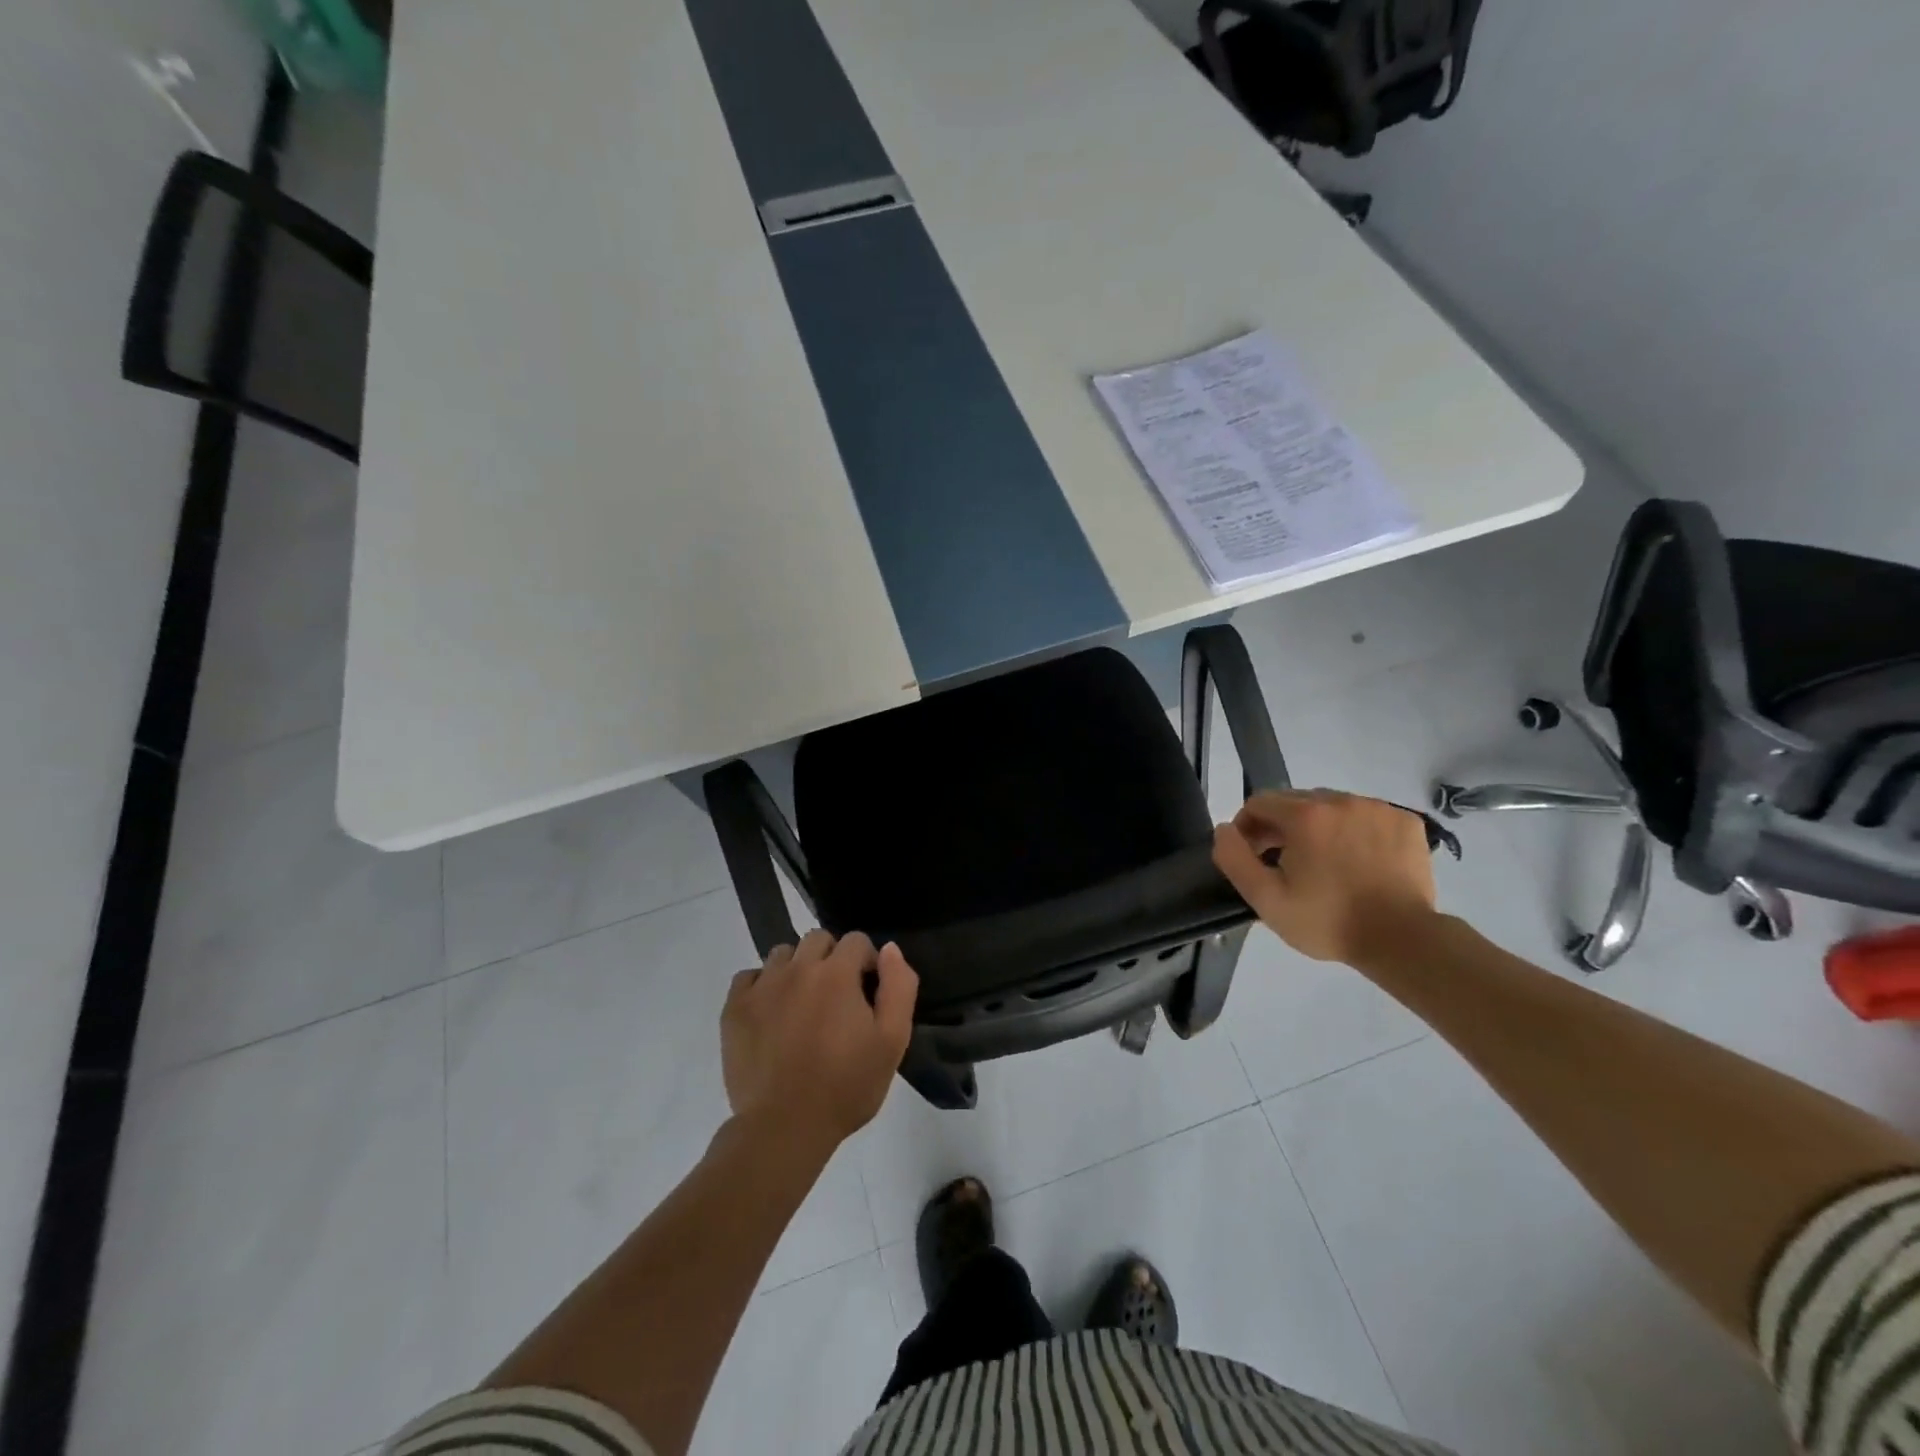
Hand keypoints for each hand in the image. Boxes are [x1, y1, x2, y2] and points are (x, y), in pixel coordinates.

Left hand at [721, 930, 917, 1153]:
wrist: (785, 1127)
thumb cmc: (846, 1086)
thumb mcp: (892, 1040)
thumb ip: (899, 987)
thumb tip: (889, 949)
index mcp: (837, 973)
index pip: (856, 940)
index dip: (867, 961)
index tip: (867, 991)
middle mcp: (798, 968)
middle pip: (817, 939)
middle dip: (831, 958)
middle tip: (835, 997)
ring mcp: (762, 986)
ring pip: (782, 954)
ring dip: (796, 968)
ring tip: (802, 1004)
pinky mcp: (734, 1008)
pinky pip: (748, 977)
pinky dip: (762, 986)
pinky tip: (770, 1013)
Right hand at [1212, 789, 1438, 963]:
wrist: (1402, 940)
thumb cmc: (1328, 921)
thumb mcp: (1267, 899)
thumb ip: (1235, 859)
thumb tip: (1225, 829)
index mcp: (1305, 815)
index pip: (1259, 803)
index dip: (1248, 828)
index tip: (1254, 857)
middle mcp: (1341, 800)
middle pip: (1295, 801)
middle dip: (1282, 826)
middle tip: (1286, 863)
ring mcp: (1377, 808)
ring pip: (1332, 806)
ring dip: (1319, 826)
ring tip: (1325, 863)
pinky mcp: (1405, 821)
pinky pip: (1366, 815)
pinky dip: (1355, 831)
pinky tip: (1359, 860)